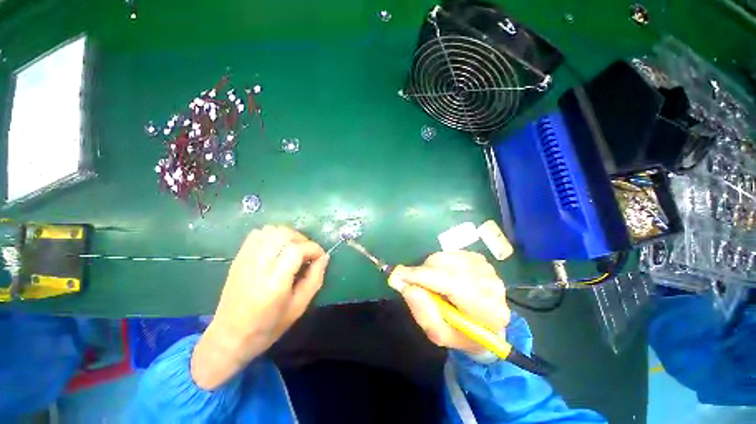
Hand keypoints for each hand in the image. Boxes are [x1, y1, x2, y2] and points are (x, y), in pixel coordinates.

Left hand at [192, 226, 328, 388]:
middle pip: (283, 235)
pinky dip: (272, 235)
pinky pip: (257, 234)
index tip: (320, 257)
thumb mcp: (299, 307)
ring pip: (270, 230)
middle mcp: (258, 267)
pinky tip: (278, 248)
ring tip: (294, 249)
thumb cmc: (268, 327)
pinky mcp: (239, 258)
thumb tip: (324, 257)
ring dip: (288, 235)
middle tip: (307, 253)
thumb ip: (315, 279)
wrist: (229, 337)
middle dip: (302, 239)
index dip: (313, 249)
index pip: (297, 250)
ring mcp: (245, 260)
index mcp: (274, 283)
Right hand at [399, 251, 509, 354]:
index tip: (398, 275)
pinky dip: (437, 263)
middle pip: (446, 267)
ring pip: (444, 258)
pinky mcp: (479, 257)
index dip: (422, 277)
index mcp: (487, 311)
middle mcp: (490, 284)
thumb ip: (423, 312)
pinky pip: (447, 253)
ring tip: (432, 284)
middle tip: (412, 283)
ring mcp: (486, 267)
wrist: (487, 324)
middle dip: (423, 272)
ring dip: (430, 268)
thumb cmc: (462, 333)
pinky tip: (442, 276)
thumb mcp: (439, 334)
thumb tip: (405, 285)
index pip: (452, 284)